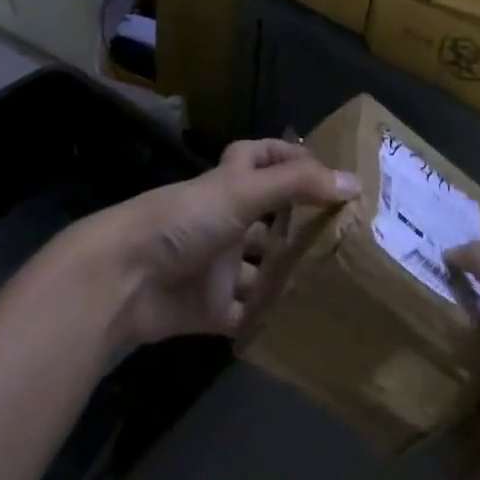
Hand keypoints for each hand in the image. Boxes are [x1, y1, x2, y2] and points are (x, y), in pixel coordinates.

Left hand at [82, 140, 357, 349]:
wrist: (124, 280)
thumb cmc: (183, 220)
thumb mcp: (241, 192)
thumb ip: (297, 185)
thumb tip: (354, 183)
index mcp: (227, 186)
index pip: (258, 157)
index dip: (286, 155)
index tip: (324, 168)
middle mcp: (225, 221)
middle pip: (268, 217)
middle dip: (301, 224)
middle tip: (348, 234)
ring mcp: (218, 266)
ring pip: (262, 268)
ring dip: (291, 274)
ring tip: (338, 281)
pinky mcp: (211, 308)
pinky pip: (248, 314)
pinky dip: (270, 319)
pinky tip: (307, 323)